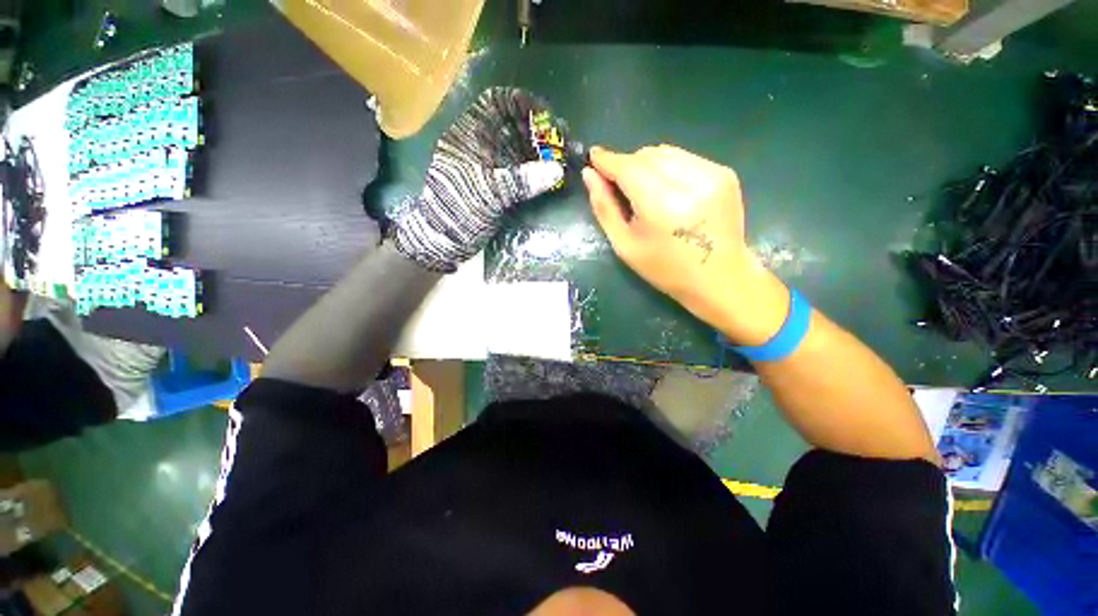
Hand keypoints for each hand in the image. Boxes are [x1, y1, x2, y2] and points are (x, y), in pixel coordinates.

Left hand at [390, 88, 563, 271]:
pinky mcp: (495, 185)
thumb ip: (522, 181)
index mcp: (469, 136)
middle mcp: (480, 146)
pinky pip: (519, 170)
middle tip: (562, 140)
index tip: (546, 115)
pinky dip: (535, 171)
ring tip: (564, 157)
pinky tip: (552, 176)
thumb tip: (557, 171)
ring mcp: (488, 167)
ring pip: (517, 149)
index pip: (495, 104)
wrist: (444, 240)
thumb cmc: (459, 210)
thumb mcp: (489, 194)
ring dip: (539, 152)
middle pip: (511, 126)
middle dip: (537, 130)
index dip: (521, 104)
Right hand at [583, 145, 787, 344]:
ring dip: (647, 165)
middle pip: (646, 155)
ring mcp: (713, 174)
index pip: (628, 167)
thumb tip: (589, 174)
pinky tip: (669, 191)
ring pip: (665, 153)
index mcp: (662, 206)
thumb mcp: (625, 246)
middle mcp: (690, 182)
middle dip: (627, 165)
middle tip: (619, 186)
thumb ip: (605, 208)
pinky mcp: (725, 173)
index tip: (593, 156)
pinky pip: (684, 158)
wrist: (720, 278)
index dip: (608, 160)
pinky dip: (668, 168)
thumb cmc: (665, 269)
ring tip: (645, 191)